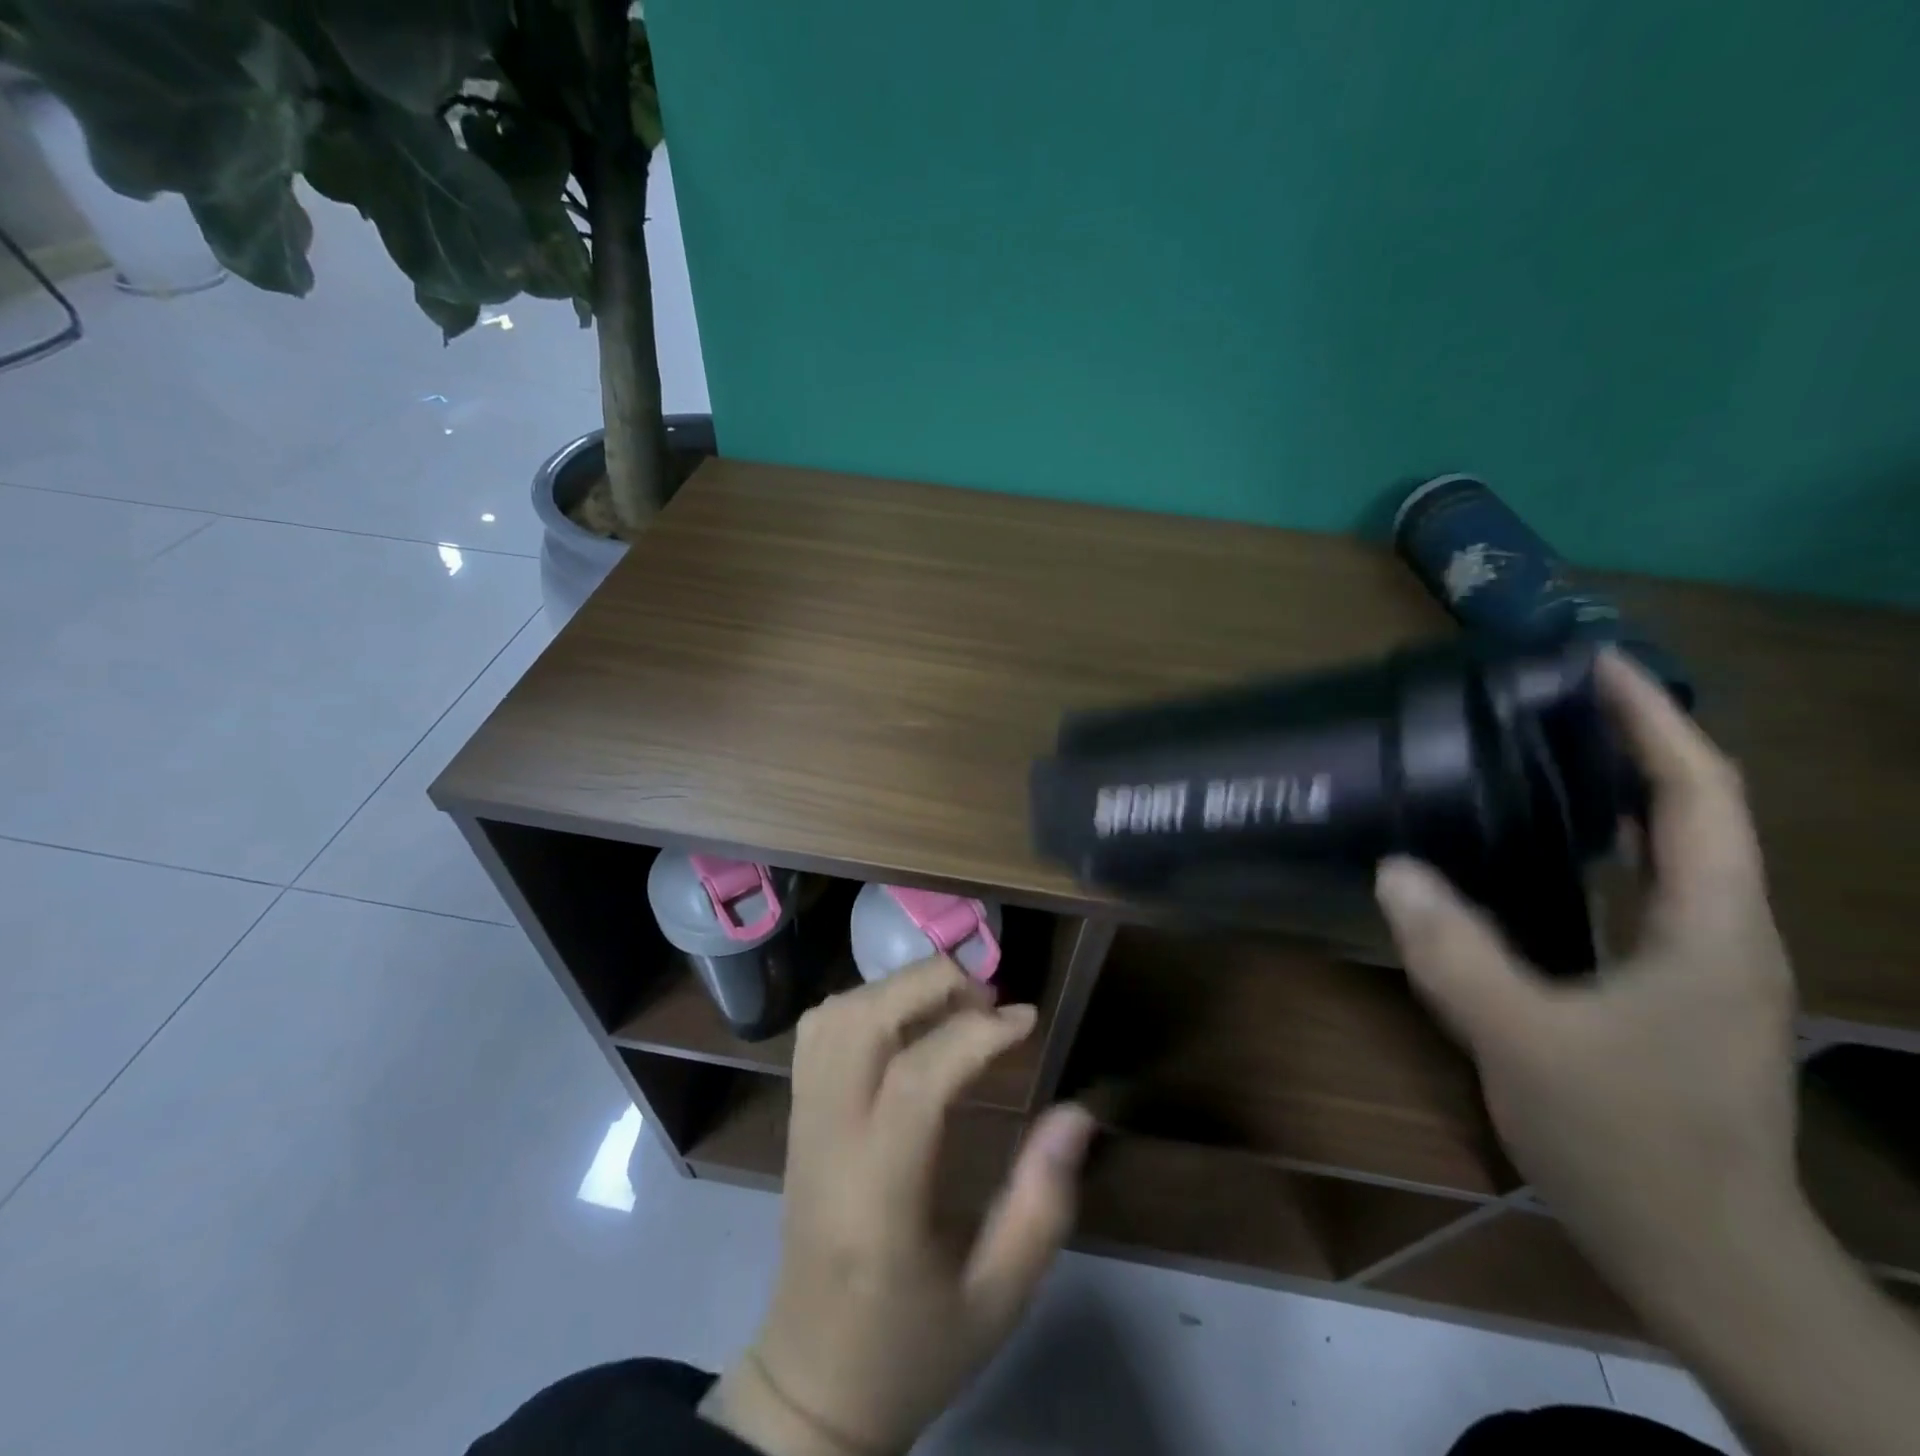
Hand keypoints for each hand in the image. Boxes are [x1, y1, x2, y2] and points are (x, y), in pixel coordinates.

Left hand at [700, 959, 1096, 1455]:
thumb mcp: (998, 1297)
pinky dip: (864, 1004)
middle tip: (988, 995)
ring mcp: (801, 1123)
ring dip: (896, 989)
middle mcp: (828, 1140)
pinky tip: (905, 1023)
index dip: (976, 1034)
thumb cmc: (914, 1345)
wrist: (814, 1383)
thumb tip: (1078, 1112)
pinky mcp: (794, 1118)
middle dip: (928, 984)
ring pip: (834, 1016)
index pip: (916, 1079)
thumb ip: (1042, 1204)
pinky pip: (817, 1033)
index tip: (1027, 1018)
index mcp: (877, 1194)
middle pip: (862, 1022)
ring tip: (952, 1003)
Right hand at [1374, 649, 1800, 1311]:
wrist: (1703, 1258)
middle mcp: (1722, 935)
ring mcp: (1700, 968)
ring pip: (1667, 856)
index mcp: (1714, 929)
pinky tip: (1535, 855)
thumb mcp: (1526, 1042)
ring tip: (1536, 759)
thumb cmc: (1632, 1145)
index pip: (1702, 795)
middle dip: (1633, 745)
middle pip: (1694, 813)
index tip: (1596, 667)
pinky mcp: (1668, 995)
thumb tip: (1393, 870)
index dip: (1655, 722)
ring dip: (1615, 797)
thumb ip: (1456, 953)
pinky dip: (1597, 854)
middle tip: (1547, 705)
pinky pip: (1636, 897)